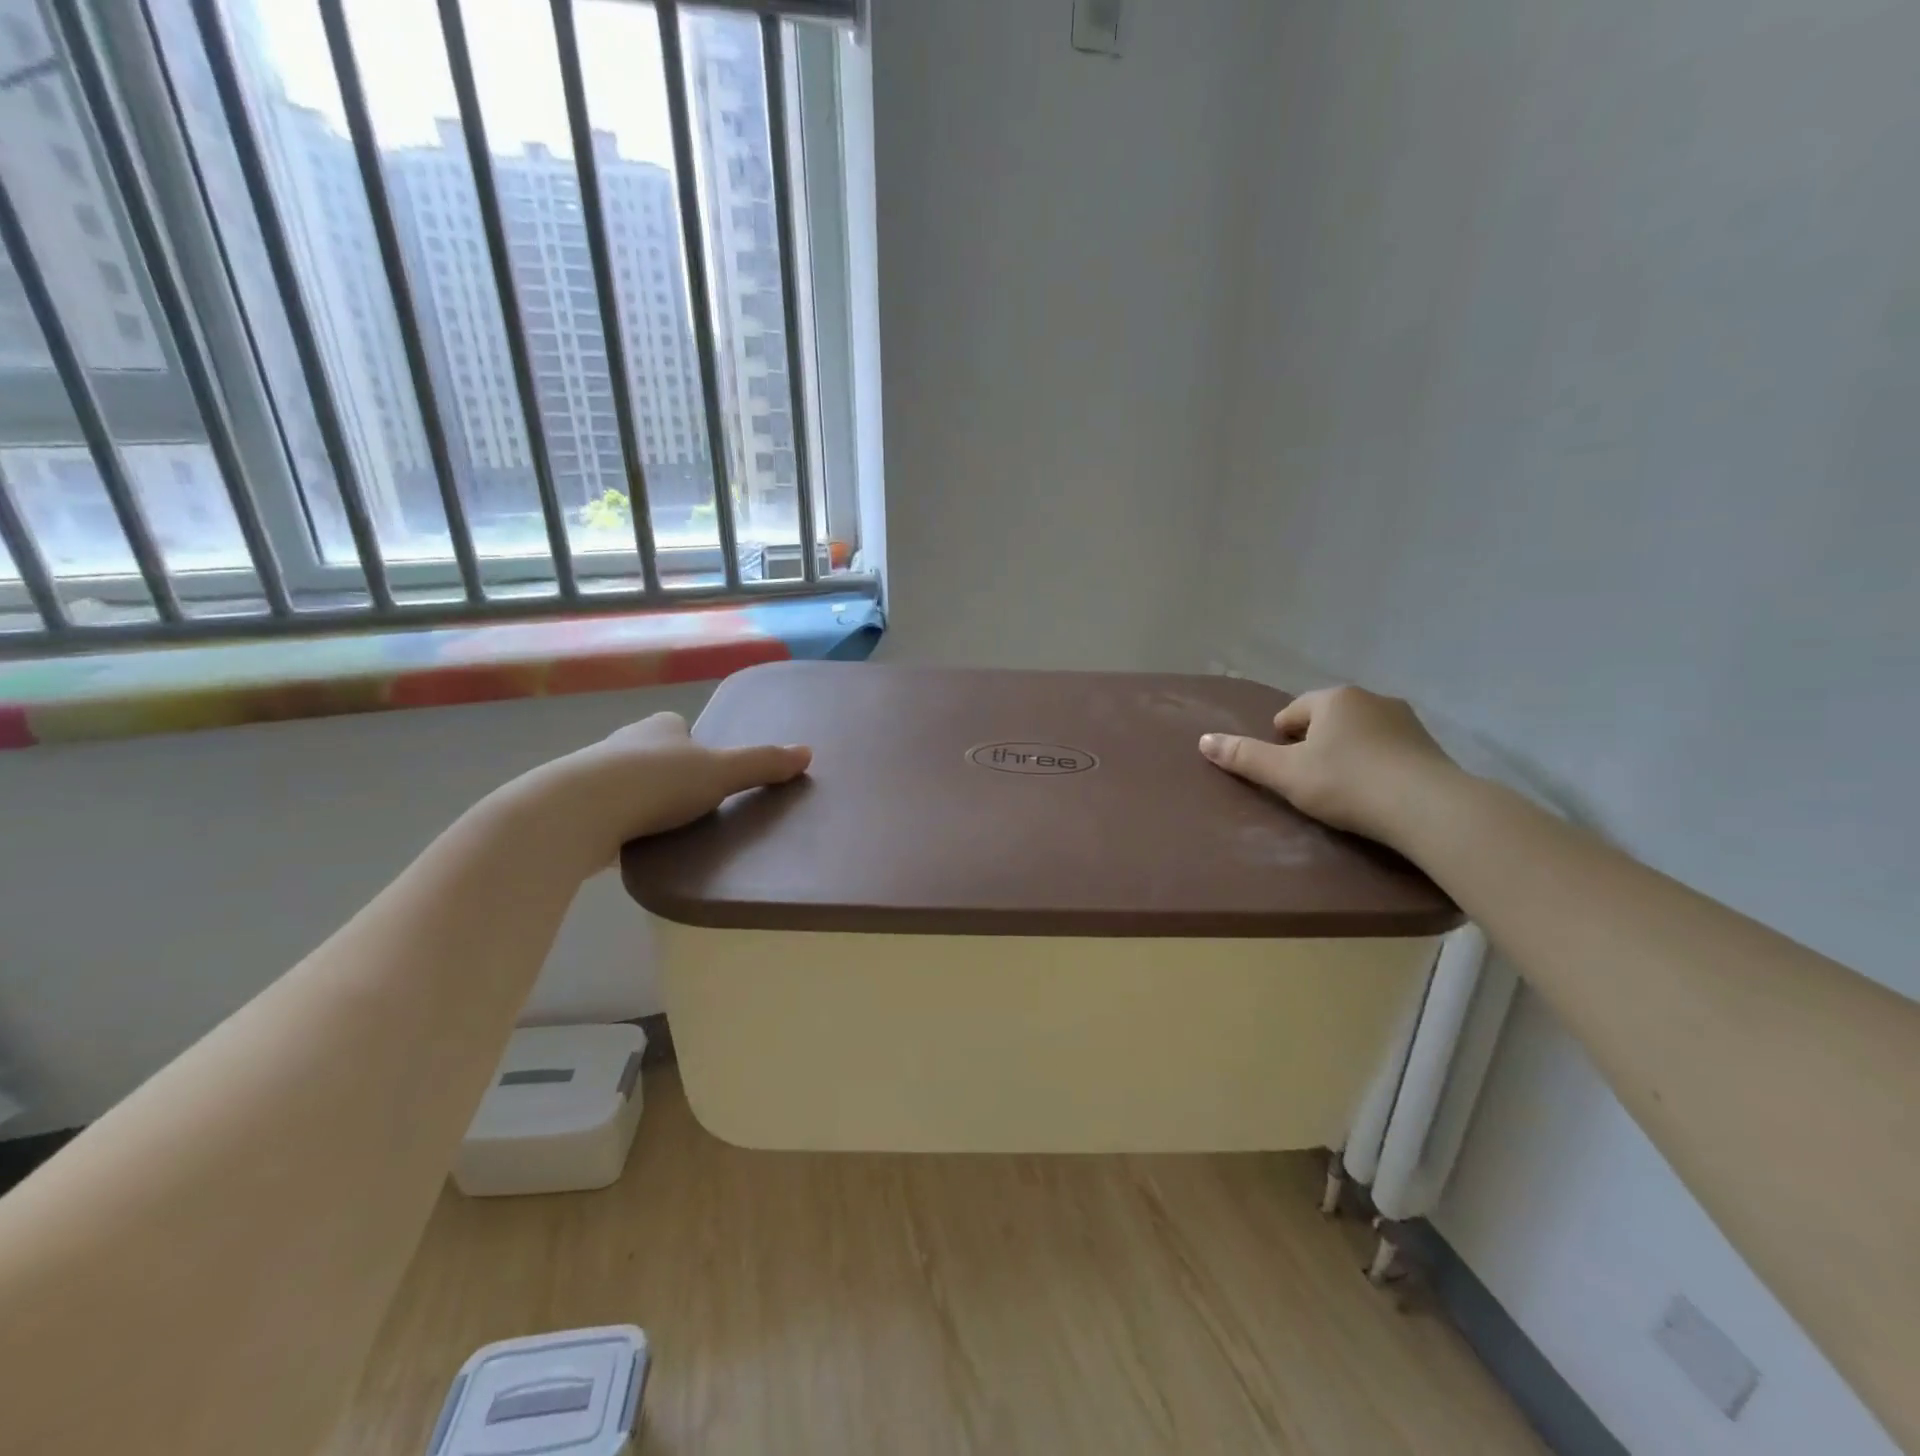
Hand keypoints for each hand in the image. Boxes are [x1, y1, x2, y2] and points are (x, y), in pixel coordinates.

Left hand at [522, 711, 810, 872]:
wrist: (577, 812)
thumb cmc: (657, 783)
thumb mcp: (721, 773)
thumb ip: (762, 764)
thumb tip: (808, 752)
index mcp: (659, 726)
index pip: (681, 727)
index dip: (696, 746)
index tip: (709, 773)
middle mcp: (623, 741)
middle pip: (654, 754)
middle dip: (669, 773)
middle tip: (692, 805)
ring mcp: (591, 774)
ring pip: (626, 782)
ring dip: (642, 799)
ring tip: (665, 829)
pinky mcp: (572, 807)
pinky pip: (605, 812)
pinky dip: (619, 823)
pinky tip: (631, 844)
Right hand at [1198, 686, 1458, 845]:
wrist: (1428, 808)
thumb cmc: (1347, 784)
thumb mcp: (1285, 774)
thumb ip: (1244, 757)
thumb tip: (1203, 740)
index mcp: (1333, 699)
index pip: (1292, 713)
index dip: (1280, 741)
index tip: (1284, 770)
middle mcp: (1370, 698)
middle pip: (1326, 720)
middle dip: (1314, 744)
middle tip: (1309, 781)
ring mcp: (1405, 720)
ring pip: (1359, 733)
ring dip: (1346, 753)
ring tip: (1342, 789)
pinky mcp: (1430, 746)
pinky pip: (1387, 749)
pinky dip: (1375, 764)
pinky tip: (1374, 792)